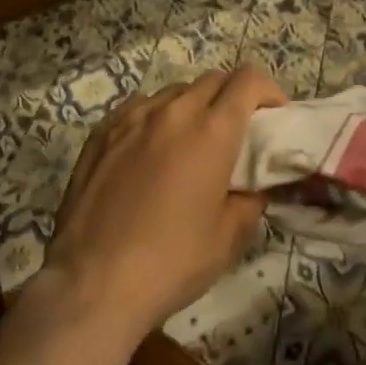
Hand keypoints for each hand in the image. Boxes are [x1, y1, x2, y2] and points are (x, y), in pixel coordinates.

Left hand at [40, 66, 285, 346]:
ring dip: (194, 106)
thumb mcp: (229, 238)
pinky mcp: (102, 130)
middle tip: (236, 130)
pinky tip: (150, 149)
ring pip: (175, 92)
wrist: (92, 284)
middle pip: (214, 80)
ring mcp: (134, 116)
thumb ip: (251, 199)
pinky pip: (140, 107)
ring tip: (190, 141)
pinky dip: (157, 117)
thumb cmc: (171, 263)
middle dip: (233, 96)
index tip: (273, 114)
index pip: (248, 80)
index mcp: (212, 130)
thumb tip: (253, 185)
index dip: (267, 90)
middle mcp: (175, 110)